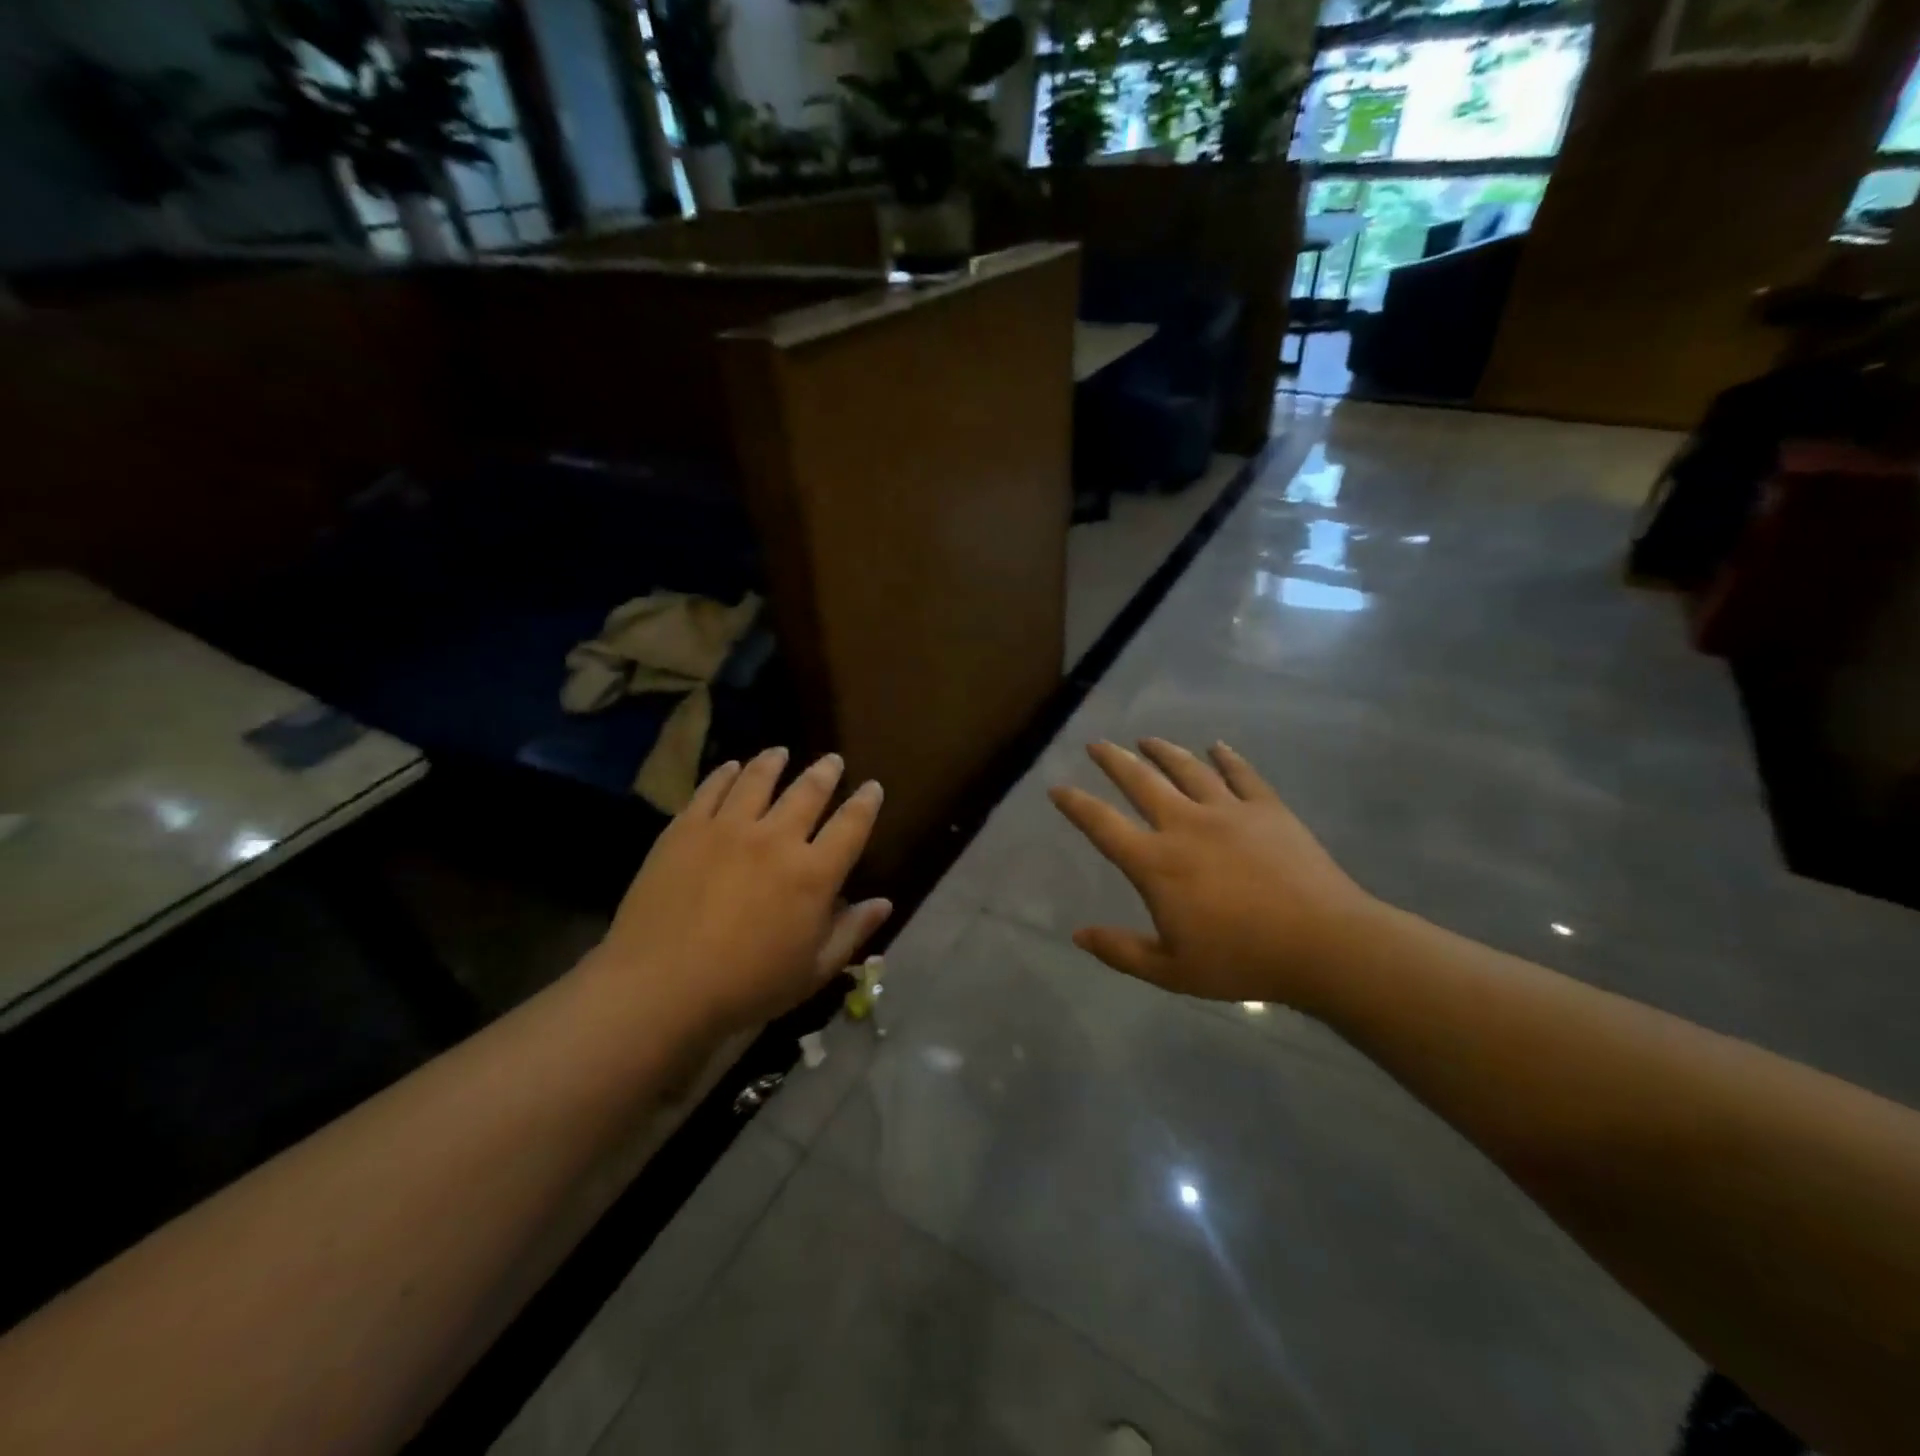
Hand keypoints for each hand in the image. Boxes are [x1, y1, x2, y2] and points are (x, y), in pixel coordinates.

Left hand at [596, 748, 891, 1033]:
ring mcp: (728, 828)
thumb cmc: (746, 987)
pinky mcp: (686, 829)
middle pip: (808, 792)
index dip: (865, 803)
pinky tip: (731, 767)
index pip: (851, 825)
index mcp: (814, 874)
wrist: (660, 986)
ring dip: (774, 762)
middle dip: (825, 772)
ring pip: (758, 780)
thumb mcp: (812, 971)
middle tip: (832, 760)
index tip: (872, 787)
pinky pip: (711, 789)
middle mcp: (776, 838)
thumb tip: (884, 903)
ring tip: (780, 753)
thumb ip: (851, 932)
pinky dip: (725, 774)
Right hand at [1050, 739, 1377, 1011]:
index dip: (1076, 805)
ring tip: (1147, 739)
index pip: (1103, 825)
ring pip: (1187, 769)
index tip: (1057, 788)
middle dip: (1114, 760)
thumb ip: (1121, 951)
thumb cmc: (1242, 960)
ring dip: (1163, 751)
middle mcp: (1185, 825)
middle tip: (1097, 744)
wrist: (1323, 944)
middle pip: (1141, 782)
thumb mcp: (1171, 971)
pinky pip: (1241, 774)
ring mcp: (1229, 811)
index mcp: (1156, 863)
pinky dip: (1227, 757)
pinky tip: (1217, 746)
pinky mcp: (1267, 809)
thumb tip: (1078, 935)